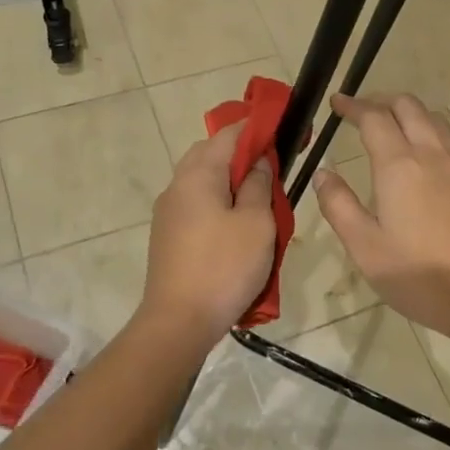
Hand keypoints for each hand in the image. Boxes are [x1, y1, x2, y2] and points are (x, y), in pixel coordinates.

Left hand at [137, 122, 276, 348]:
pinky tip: (237, 223)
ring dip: (229, 180)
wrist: (178, 322)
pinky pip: (196, 204)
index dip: (256, 128)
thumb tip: (258, 162)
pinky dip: (218, 201)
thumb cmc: (224, 267)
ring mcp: (168, 212)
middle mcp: (177, 186)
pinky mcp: (168, 235)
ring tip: (259, 198)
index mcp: (198, 175)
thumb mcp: (257, 223)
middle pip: (210, 154)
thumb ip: (259, 185)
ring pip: (202, 180)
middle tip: (272, 167)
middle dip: (241, 154)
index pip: (228, 134)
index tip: (281, 131)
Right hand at [312, 93, 449, 341]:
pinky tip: (433, 153)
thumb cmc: (419, 274)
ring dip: (411, 113)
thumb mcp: (365, 247)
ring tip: (394, 127)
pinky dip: (436, 133)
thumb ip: (339, 205)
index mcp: (399, 165)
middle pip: (408, 106)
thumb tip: (323, 175)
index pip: (373, 118)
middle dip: (382, 101)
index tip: (337, 103)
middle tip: (362, 112)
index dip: (353, 106)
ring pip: (435, 118)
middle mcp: (432, 152)